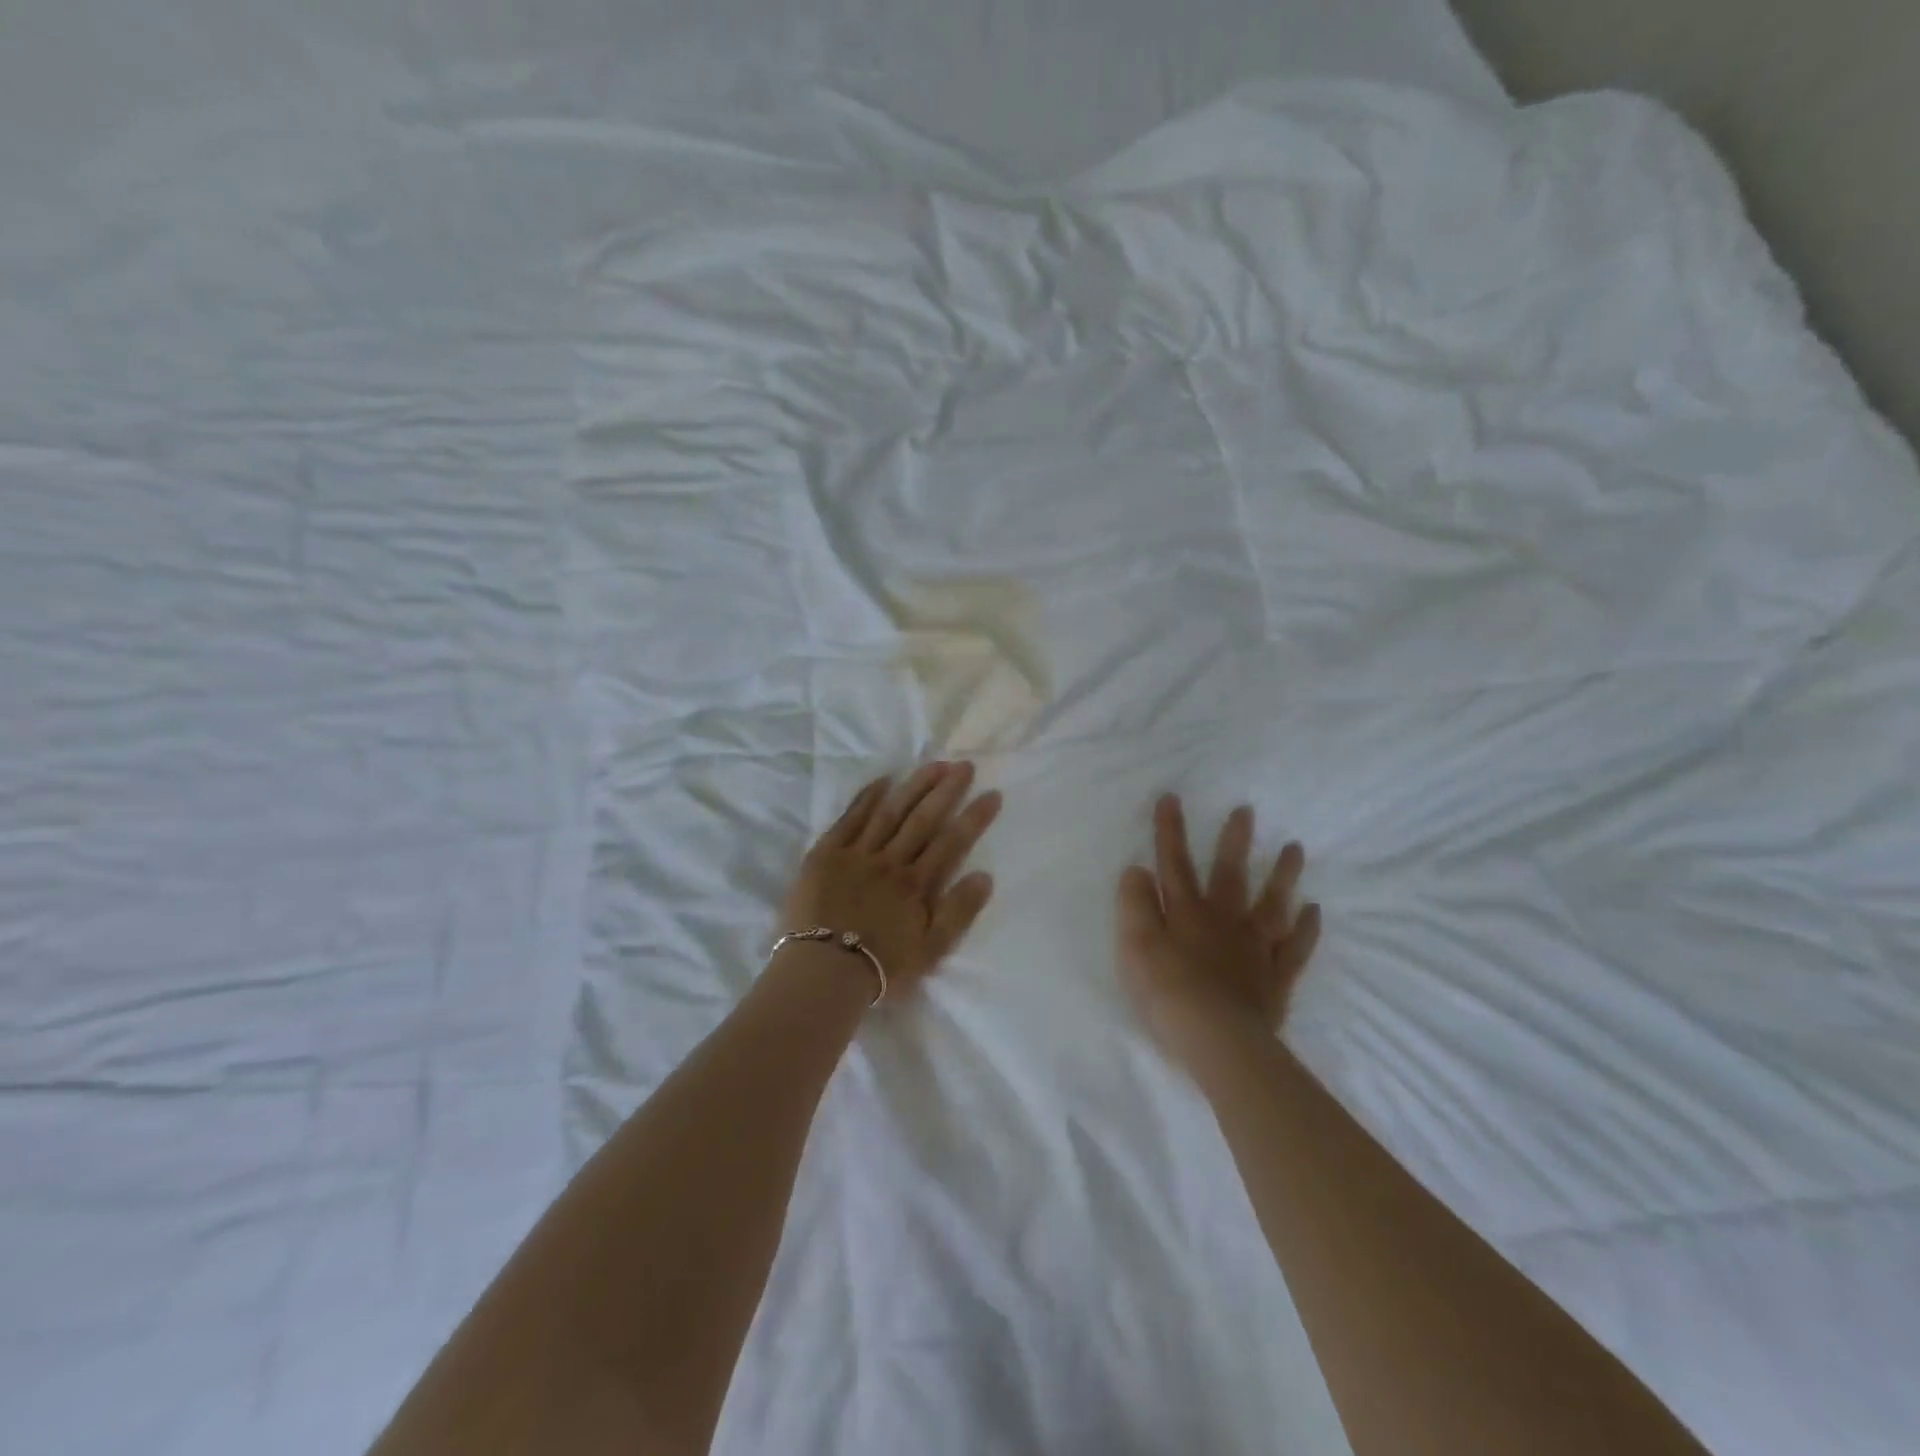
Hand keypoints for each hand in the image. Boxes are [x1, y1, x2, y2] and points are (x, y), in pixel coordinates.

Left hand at [779, 762, 1002, 996]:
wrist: (822, 973)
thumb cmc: (880, 967)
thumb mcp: (931, 951)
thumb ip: (959, 913)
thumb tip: (985, 876)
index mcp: (917, 884)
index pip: (952, 843)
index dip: (974, 817)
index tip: (992, 794)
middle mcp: (890, 861)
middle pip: (923, 819)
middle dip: (946, 790)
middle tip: (964, 765)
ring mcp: (857, 854)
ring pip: (890, 812)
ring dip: (913, 786)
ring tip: (933, 764)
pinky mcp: (826, 854)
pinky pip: (850, 819)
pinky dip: (866, 798)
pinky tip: (883, 781)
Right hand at [1116, 794, 1321, 1065]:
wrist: (1215, 1039)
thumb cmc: (1166, 991)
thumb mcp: (1134, 944)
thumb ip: (1134, 904)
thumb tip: (1137, 869)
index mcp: (1186, 912)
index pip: (1174, 864)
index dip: (1170, 831)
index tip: (1172, 797)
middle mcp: (1223, 921)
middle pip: (1229, 874)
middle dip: (1234, 841)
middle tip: (1247, 810)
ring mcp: (1254, 948)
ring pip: (1271, 903)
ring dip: (1283, 874)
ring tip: (1295, 847)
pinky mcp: (1275, 977)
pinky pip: (1295, 947)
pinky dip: (1306, 928)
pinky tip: (1314, 910)